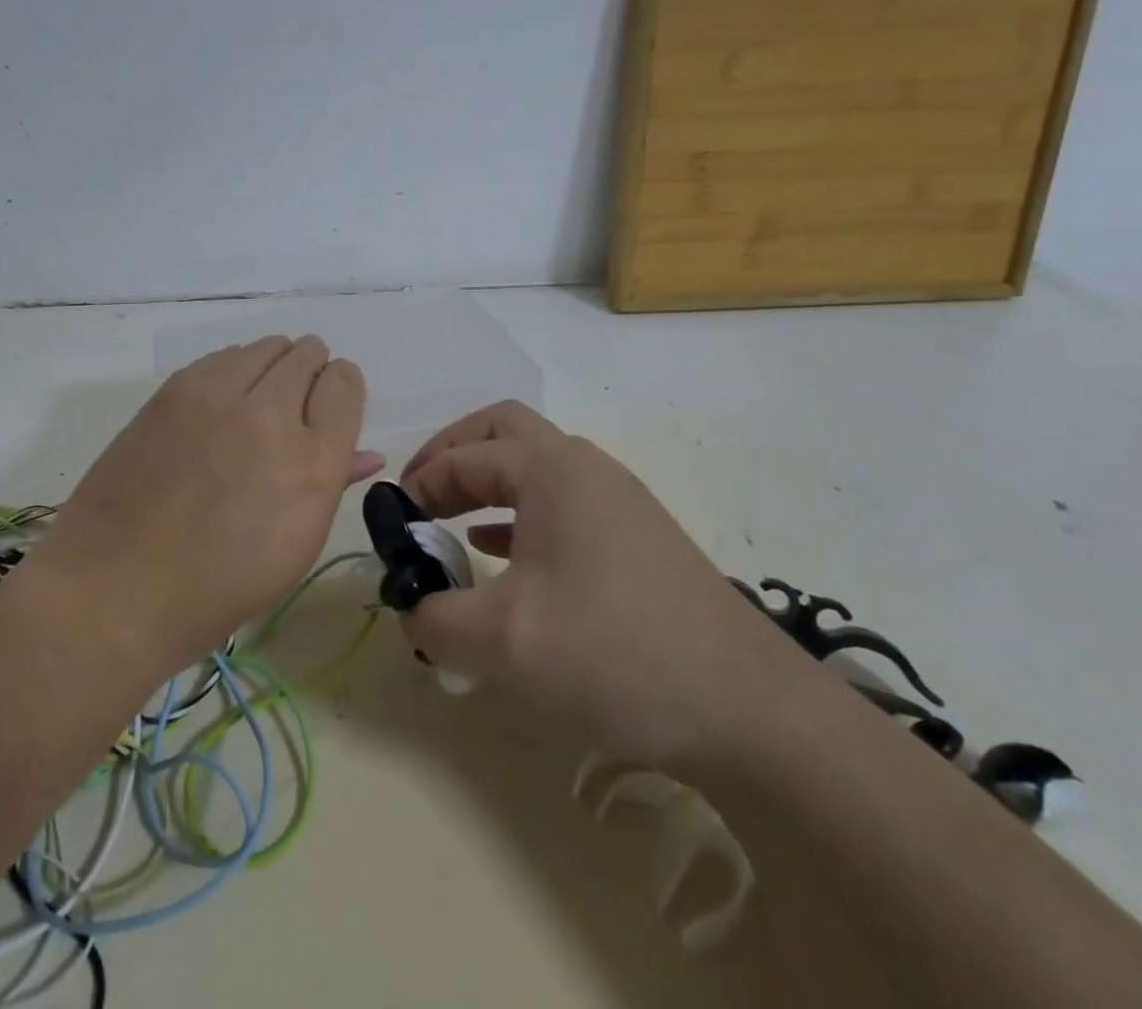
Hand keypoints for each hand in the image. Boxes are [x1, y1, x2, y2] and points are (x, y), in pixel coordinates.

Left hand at [38, 336, 383, 670]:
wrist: (118, 587)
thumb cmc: (220, 585)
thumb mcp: (296, 546)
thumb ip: (335, 483)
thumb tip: (367, 452)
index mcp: (312, 462)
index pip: (344, 383)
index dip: (341, 389)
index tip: (329, 405)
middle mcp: (271, 416)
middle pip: (307, 355)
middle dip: (311, 371)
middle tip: (296, 401)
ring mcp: (217, 397)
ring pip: (266, 346)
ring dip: (274, 365)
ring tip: (258, 399)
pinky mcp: (174, 391)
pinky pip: (222, 357)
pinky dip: (233, 369)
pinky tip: (221, 402)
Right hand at [397, 401, 816, 769]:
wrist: (749, 710)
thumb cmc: (615, 653)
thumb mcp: (504, 641)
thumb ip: (435, 619)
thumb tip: (408, 608)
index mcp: (551, 468)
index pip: (463, 458)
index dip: (418, 485)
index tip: (393, 527)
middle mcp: (584, 467)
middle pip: (502, 430)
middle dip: (452, 455)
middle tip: (421, 498)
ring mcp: (616, 499)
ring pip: (534, 466)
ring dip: (486, 484)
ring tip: (451, 527)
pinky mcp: (635, 537)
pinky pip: (560, 504)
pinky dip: (518, 515)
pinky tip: (502, 556)